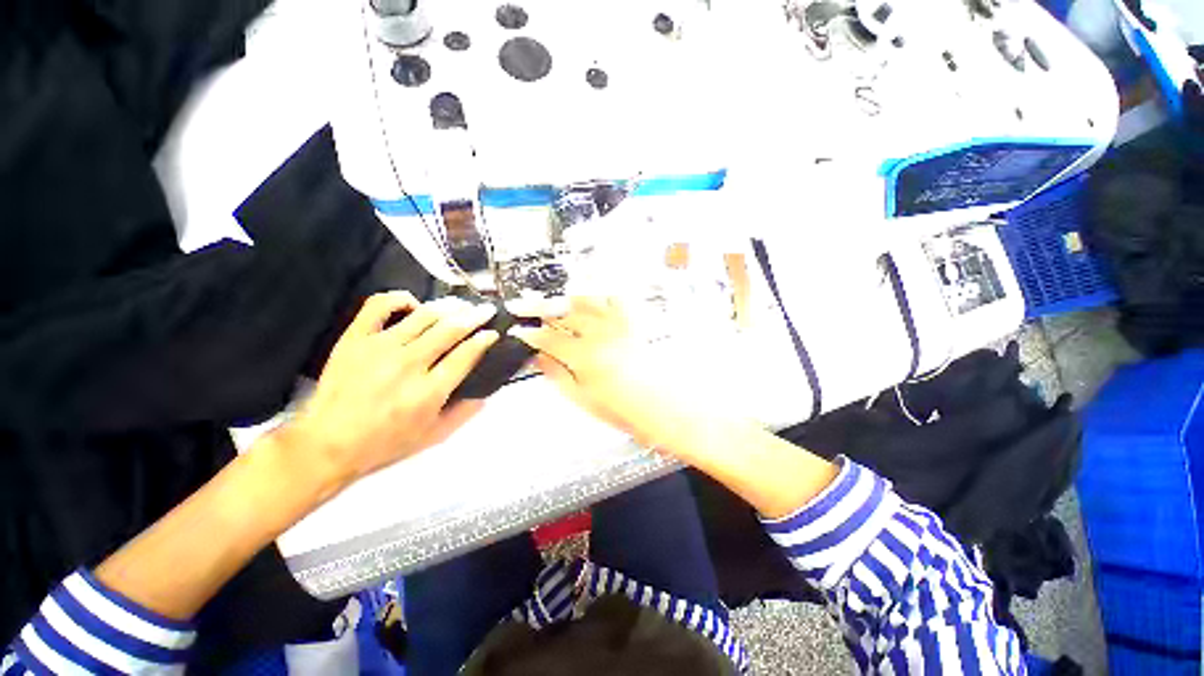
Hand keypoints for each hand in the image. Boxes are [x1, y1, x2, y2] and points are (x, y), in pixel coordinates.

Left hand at [283, 292, 499, 488]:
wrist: (327, 443)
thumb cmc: (385, 442)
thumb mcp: (434, 436)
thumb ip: (465, 413)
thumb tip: (487, 391)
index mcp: (429, 391)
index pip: (466, 354)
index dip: (484, 339)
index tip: (493, 332)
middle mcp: (409, 364)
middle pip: (450, 329)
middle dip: (474, 316)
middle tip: (486, 309)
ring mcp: (380, 347)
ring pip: (424, 315)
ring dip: (448, 307)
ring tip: (460, 305)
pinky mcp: (355, 338)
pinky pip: (380, 305)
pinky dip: (400, 298)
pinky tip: (413, 304)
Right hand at [510, 297, 706, 455]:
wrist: (660, 404)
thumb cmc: (621, 408)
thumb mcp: (582, 398)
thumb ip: (557, 374)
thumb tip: (539, 357)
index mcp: (583, 356)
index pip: (547, 338)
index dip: (528, 333)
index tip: (517, 330)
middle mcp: (598, 334)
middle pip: (562, 314)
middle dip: (539, 307)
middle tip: (523, 302)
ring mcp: (617, 323)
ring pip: (584, 300)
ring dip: (565, 297)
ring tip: (552, 297)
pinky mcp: (632, 321)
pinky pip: (614, 296)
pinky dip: (600, 290)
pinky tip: (589, 289)